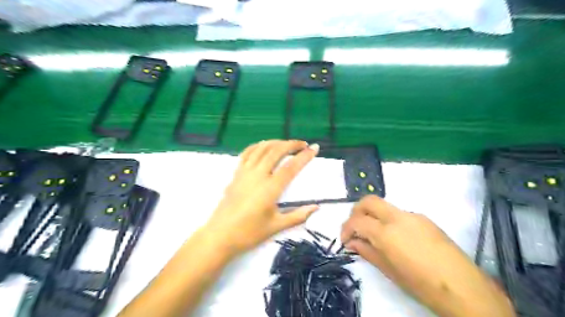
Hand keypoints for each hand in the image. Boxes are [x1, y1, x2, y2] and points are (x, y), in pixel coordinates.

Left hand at [205, 140, 319, 256]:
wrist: (220, 235)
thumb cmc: (249, 233)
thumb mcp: (276, 226)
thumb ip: (298, 215)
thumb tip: (316, 207)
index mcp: (270, 189)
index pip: (291, 167)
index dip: (304, 156)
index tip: (315, 148)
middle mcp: (258, 175)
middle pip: (276, 151)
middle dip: (291, 144)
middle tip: (303, 144)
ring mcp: (245, 172)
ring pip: (261, 149)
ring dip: (276, 142)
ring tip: (286, 143)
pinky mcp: (236, 174)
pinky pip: (247, 153)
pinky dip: (257, 146)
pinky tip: (263, 145)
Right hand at [342, 195, 514, 316]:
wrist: (463, 287)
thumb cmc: (421, 284)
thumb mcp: (388, 270)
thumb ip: (367, 251)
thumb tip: (352, 242)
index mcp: (386, 233)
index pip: (356, 220)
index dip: (346, 228)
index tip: (345, 240)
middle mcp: (397, 217)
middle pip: (369, 200)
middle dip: (356, 211)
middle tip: (355, 227)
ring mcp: (412, 215)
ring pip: (384, 206)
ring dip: (374, 216)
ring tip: (375, 236)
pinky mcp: (424, 218)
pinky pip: (399, 214)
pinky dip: (389, 221)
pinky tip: (396, 239)